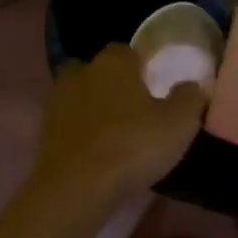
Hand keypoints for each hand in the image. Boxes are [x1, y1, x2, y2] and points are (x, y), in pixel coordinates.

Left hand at [33, 45, 207, 206]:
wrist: (76, 187)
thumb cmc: (132, 146)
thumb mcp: (178, 123)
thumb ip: (190, 98)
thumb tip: (193, 85)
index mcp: (113, 63)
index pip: (127, 51)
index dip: (141, 66)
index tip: (154, 85)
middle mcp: (81, 73)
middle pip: (98, 71)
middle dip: (112, 83)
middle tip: (134, 108)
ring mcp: (57, 102)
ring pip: (79, 95)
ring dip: (93, 107)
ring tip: (114, 132)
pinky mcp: (44, 132)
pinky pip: (67, 123)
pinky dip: (79, 131)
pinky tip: (95, 151)